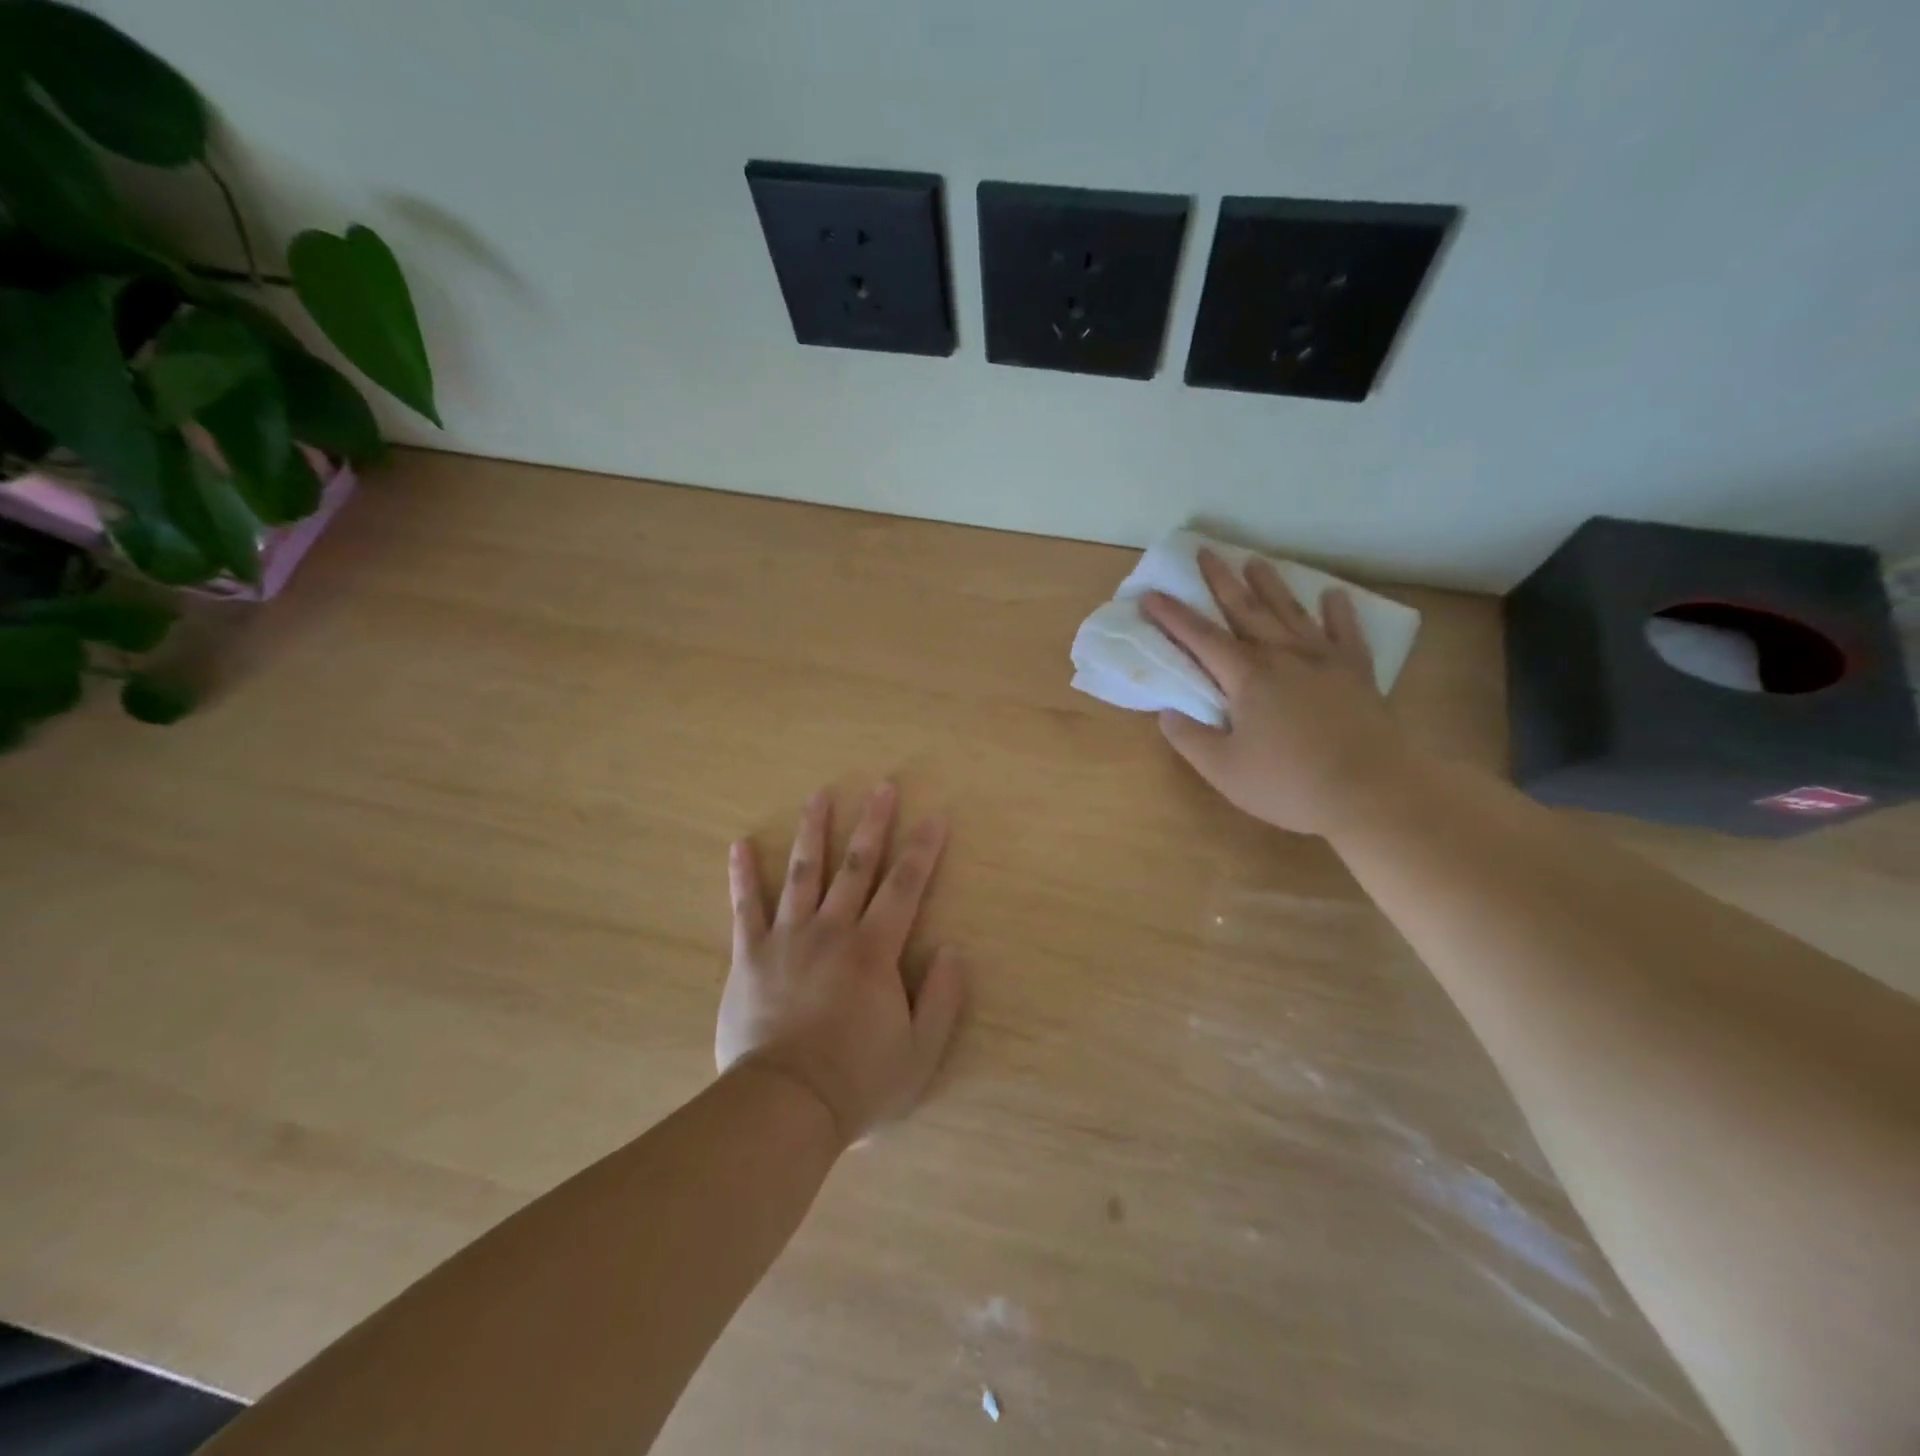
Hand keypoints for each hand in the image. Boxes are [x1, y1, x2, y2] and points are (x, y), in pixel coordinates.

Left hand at [717, 783, 967, 1147]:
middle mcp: (832, 931)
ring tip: (820, 795)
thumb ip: (942, 998)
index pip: (905, 887)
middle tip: (881, 787)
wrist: (785, 1107)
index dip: (922, 851)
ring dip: (814, 832)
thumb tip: (952, 950)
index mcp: (874, 950)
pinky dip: (742, 875)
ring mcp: (787, 939)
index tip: (934, 817)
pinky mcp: (749, 956)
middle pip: (856, 866)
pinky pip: (745, 908)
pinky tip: (739, 844)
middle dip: (872, 824)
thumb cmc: (858, 1081)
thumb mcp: (920, 1052)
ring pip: (803, 873)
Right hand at [1141, 550, 1414, 836]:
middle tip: (1206, 551)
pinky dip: (1339, 612)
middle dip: (1221, 581)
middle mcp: (1283, 657)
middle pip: (1246, 611)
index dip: (1173, 617)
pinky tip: (1333, 596)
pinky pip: (1346, 633)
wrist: (1371, 791)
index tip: (1151, 594)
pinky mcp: (1357, 674)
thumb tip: (1166, 713)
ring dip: (1271, 586)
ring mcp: (1324, 661)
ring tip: (1256, 561)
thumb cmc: (1289, 784)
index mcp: (1247, 678)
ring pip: (1291, 613)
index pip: (1201, 639)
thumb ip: (1190, 739)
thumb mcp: (1224, 770)